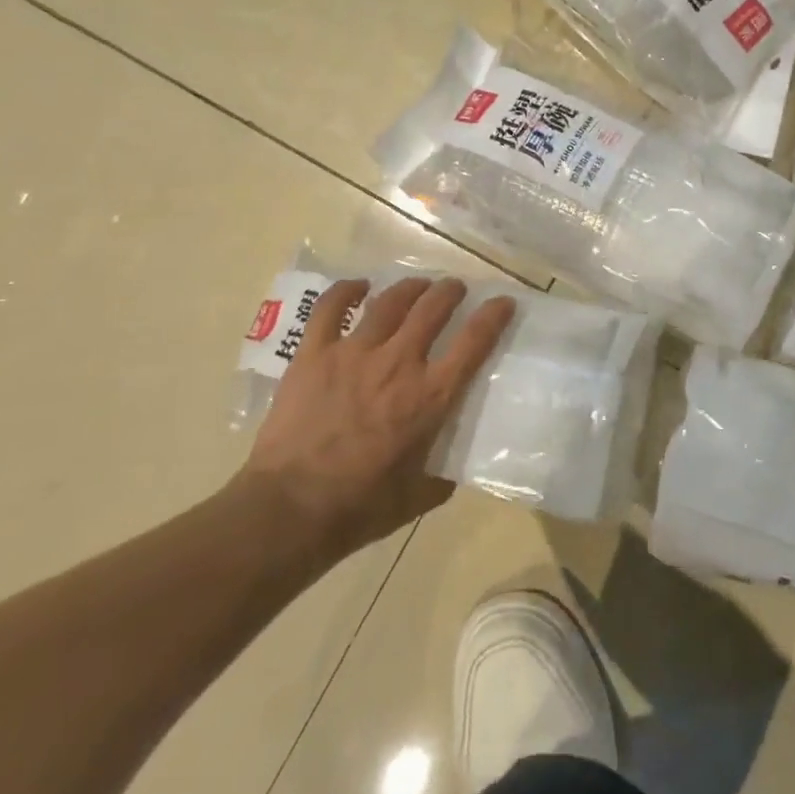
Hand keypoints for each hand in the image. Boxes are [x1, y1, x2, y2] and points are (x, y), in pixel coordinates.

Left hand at [242, 277, 515, 559]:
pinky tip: (358, 286)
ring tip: (418, 285)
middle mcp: (399, 363)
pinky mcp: (314, 354)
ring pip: (390, 302)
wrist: (291, 507)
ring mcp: (354, 353)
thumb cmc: (360, 507)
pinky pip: (331, 308)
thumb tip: (448, 469)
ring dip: (410, 288)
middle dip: (450, 292)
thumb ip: (440, 476)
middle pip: (433, 309)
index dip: (493, 316)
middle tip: (455, 289)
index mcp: (430, 396)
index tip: (503, 303)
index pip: (474, 342)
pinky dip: (347, 291)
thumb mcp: (418, 497)